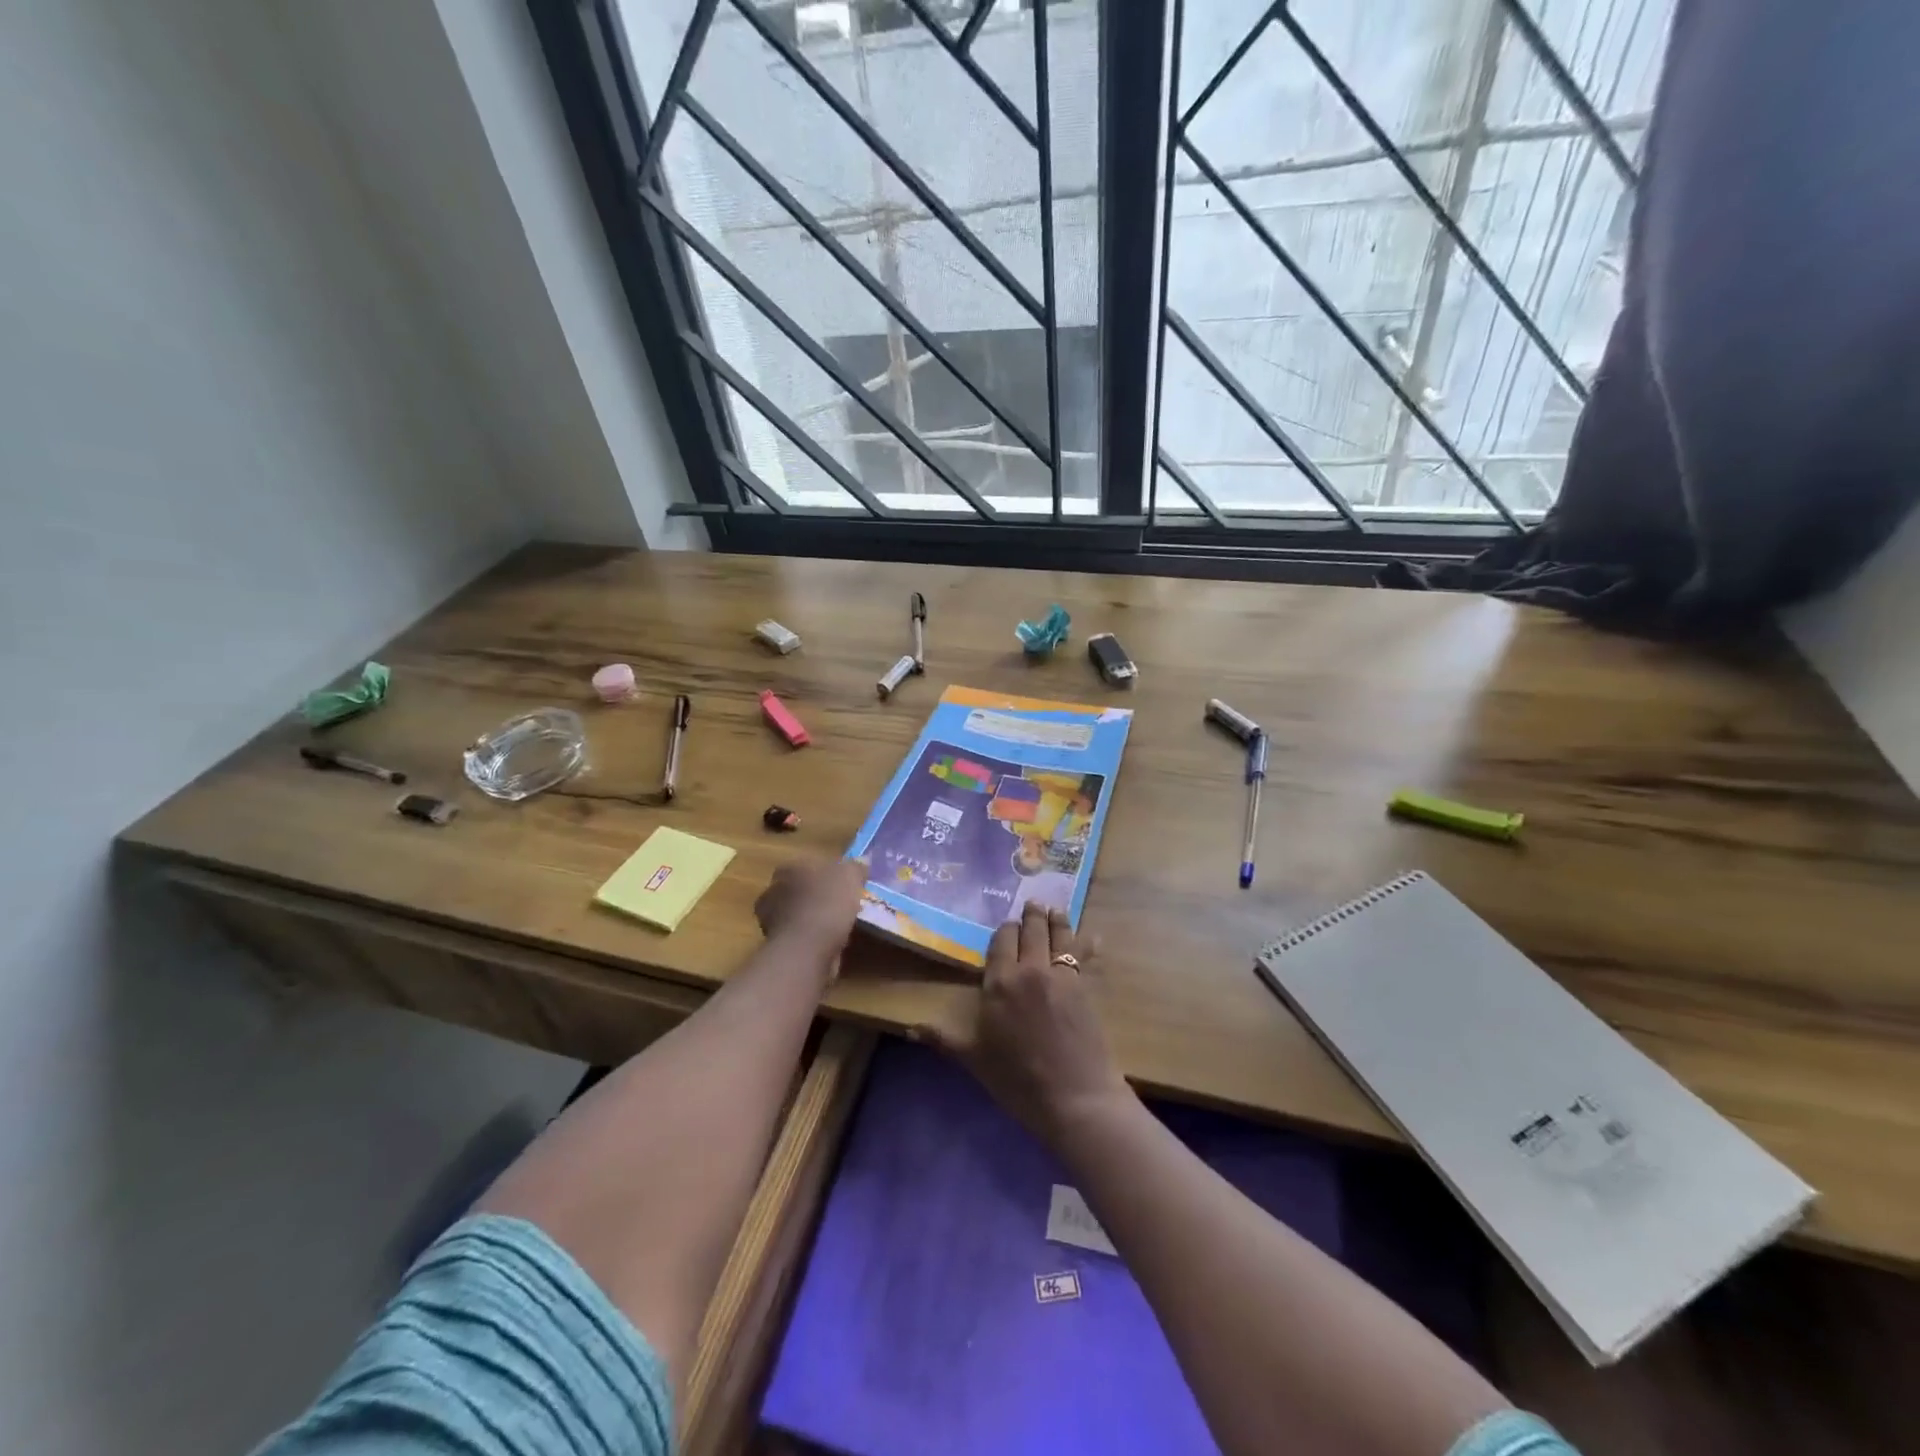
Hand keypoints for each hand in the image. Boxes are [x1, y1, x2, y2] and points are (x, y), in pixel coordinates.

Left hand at [754, 857, 868, 962]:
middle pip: (799, 889)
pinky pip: (800, 937)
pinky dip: (812, 939)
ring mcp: (771, 921)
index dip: (825, 872)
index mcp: (788, 869)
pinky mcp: (777, 946)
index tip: (842, 881)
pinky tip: (831, 943)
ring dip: (813, 918)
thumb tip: (862, 860)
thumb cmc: (826, 903)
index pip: (806, 864)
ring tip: (839, 926)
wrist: (806, 950)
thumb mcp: (850, 876)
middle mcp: (773, 892)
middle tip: (841, 903)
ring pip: (797, 914)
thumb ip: (855, 867)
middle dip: (816, 895)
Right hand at [918, 902, 1130, 1146]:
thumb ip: (944, 1038)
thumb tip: (910, 1029)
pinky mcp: (1086, 987)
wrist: (1075, 1097)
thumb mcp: (975, 1059)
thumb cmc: (1018, 1080)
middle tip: (1032, 904)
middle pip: (1031, 930)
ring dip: (1057, 919)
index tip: (1005, 926)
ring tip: (1055, 908)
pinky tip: (1093, 937)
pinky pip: (1084, 955)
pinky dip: (1088, 942)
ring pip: (1059, 935)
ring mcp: (1062, 975)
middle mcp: (1030, 969)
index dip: (1004, 930)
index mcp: (1000, 982)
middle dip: (1031, 915)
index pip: (1001, 941)